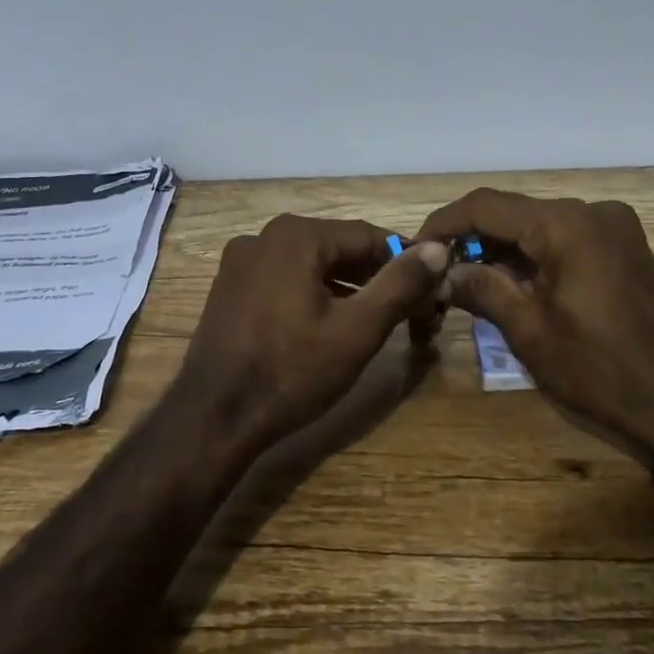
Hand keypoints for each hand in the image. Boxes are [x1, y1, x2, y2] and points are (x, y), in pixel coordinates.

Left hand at [175, 214, 448, 453]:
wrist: (213, 418)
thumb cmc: (291, 373)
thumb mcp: (357, 330)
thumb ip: (400, 284)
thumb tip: (439, 248)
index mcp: (295, 235)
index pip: (369, 237)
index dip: (407, 264)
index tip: (432, 293)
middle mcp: (264, 236)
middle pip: (339, 248)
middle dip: (376, 277)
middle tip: (410, 312)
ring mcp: (241, 261)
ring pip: (313, 265)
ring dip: (348, 288)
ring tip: (377, 322)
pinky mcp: (230, 287)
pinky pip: (286, 279)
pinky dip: (315, 295)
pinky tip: (332, 325)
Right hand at [416, 190, 653, 464]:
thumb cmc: (600, 371)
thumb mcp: (530, 331)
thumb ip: (482, 288)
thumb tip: (442, 271)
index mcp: (566, 225)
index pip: (485, 205)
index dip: (444, 223)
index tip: (415, 248)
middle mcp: (591, 211)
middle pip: (513, 212)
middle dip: (471, 238)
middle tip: (437, 272)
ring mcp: (614, 228)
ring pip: (539, 226)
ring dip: (501, 249)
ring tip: (465, 281)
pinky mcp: (625, 248)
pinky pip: (565, 240)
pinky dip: (533, 256)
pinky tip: (510, 283)